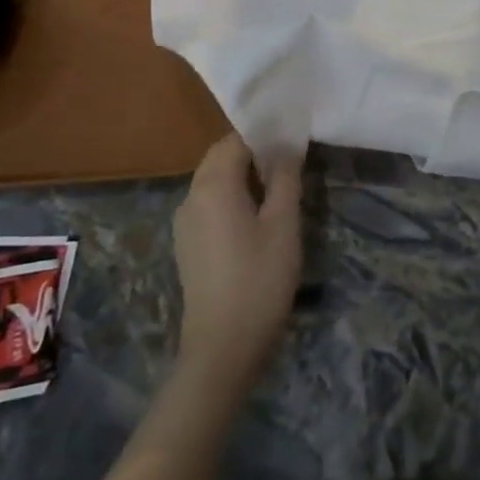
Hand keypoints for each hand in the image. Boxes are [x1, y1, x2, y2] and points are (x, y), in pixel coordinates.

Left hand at [173, 132, 302, 397]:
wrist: (223, 346)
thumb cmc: (260, 279)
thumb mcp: (283, 224)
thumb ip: (285, 178)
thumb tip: (288, 144)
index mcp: (214, 185)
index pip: (237, 139)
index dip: (266, 134)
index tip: (294, 137)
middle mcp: (192, 196)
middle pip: (221, 157)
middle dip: (253, 152)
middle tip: (291, 160)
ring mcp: (185, 222)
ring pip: (214, 181)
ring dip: (243, 175)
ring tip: (279, 187)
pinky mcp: (187, 244)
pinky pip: (210, 203)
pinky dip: (232, 196)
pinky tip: (257, 217)